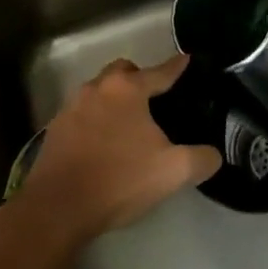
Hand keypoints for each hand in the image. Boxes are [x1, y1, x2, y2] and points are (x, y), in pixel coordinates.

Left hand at [19, 55, 221, 246]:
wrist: (57, 209)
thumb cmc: (119, 179)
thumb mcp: (173, 171)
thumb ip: (202, 159)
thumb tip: (213, 155)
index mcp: (127, 90)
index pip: (160, 72)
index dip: (177, 67)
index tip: (187, 59)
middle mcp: (97, 89)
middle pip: (122, 72)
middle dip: (139, 78)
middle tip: (155, 99)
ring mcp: (70, 109)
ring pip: (99, 92)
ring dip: (115, 100)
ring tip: (130, 124)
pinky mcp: (54, 132)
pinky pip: (82, 115)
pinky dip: (96, 121)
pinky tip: (104, 144)